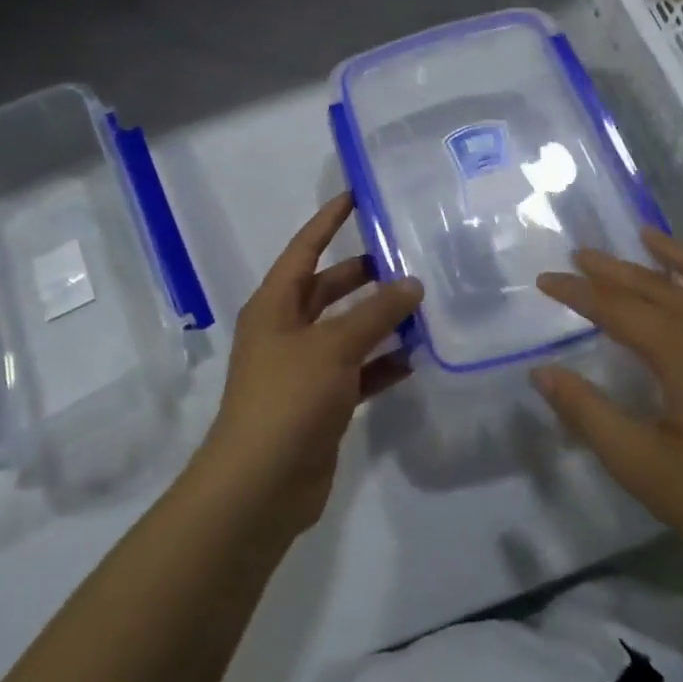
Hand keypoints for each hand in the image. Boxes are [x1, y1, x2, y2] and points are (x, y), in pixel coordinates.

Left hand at [194, 195, 422, 538]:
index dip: (328, 221)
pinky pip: (357, 371)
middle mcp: (286, 329)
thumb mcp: (333, 346)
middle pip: (328, 289)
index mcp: (275, 305)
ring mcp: (303, 368)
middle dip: (364, 275)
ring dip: (379, 320)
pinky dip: (382, 364)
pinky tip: (415, 358)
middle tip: (407, 259)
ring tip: (422, 306)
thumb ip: (375, 313)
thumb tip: (411, 284)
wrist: (260, 486)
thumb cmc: (288, 398)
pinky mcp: (321, 403)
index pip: (305, 249)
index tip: (356, 196)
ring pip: (347, 331)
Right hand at [532, 231, 682, 573]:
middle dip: (613, 267)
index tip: (545, 280)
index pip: (614, 306)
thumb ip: (589, 414)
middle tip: (581, 253)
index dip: (576, 292)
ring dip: (676, 250)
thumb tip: (542, 372)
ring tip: (648, 236)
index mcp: (680, 348)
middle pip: (656, 281)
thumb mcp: (644, 466)